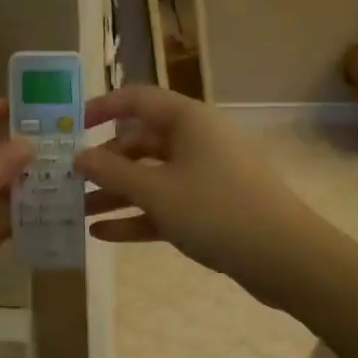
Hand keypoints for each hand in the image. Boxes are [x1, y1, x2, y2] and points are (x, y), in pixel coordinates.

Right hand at [76, 85, 316, 308]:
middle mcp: (196, 140)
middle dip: (104, 162)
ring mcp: (205, 175)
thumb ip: (112, 172)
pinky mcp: (211, 208)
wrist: (287, 258)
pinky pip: (165, 204)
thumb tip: (78, 156)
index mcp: (187, 120)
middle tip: (70, 181)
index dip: (102, 108)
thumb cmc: (216, 210)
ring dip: (115, 193)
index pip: (137, 99)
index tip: (72, 127)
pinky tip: (102, 234)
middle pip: (140, 142)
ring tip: (77, 213)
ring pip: (151, 177)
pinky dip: (137, 215)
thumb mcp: (156, 191)